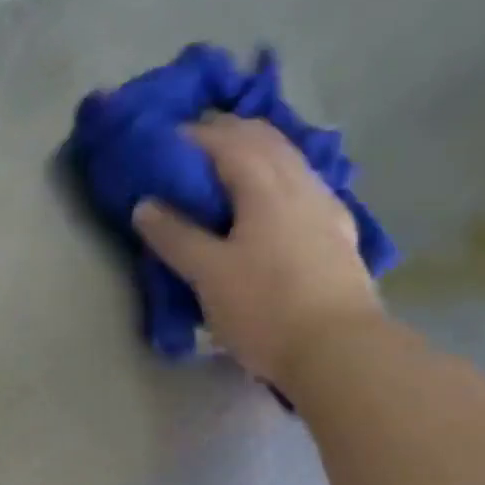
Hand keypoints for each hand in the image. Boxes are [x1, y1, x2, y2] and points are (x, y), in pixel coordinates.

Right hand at [132, 118, 382, 388]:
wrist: (340, 352)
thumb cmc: (265, 308)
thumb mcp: (207, 274)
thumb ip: (175, 235)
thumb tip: (145, 204)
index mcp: (266, 188)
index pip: (228, 142)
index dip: (194, 135)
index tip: (164, 139)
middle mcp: (302, 186)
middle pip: (265, 140)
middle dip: (228, 132)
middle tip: (193, 142)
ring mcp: (327, 209)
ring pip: (290, 160)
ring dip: (257, 151)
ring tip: (228, 165)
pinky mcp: (338, 235)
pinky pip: (303, 186)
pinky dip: (278, 177)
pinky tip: (272, 198)